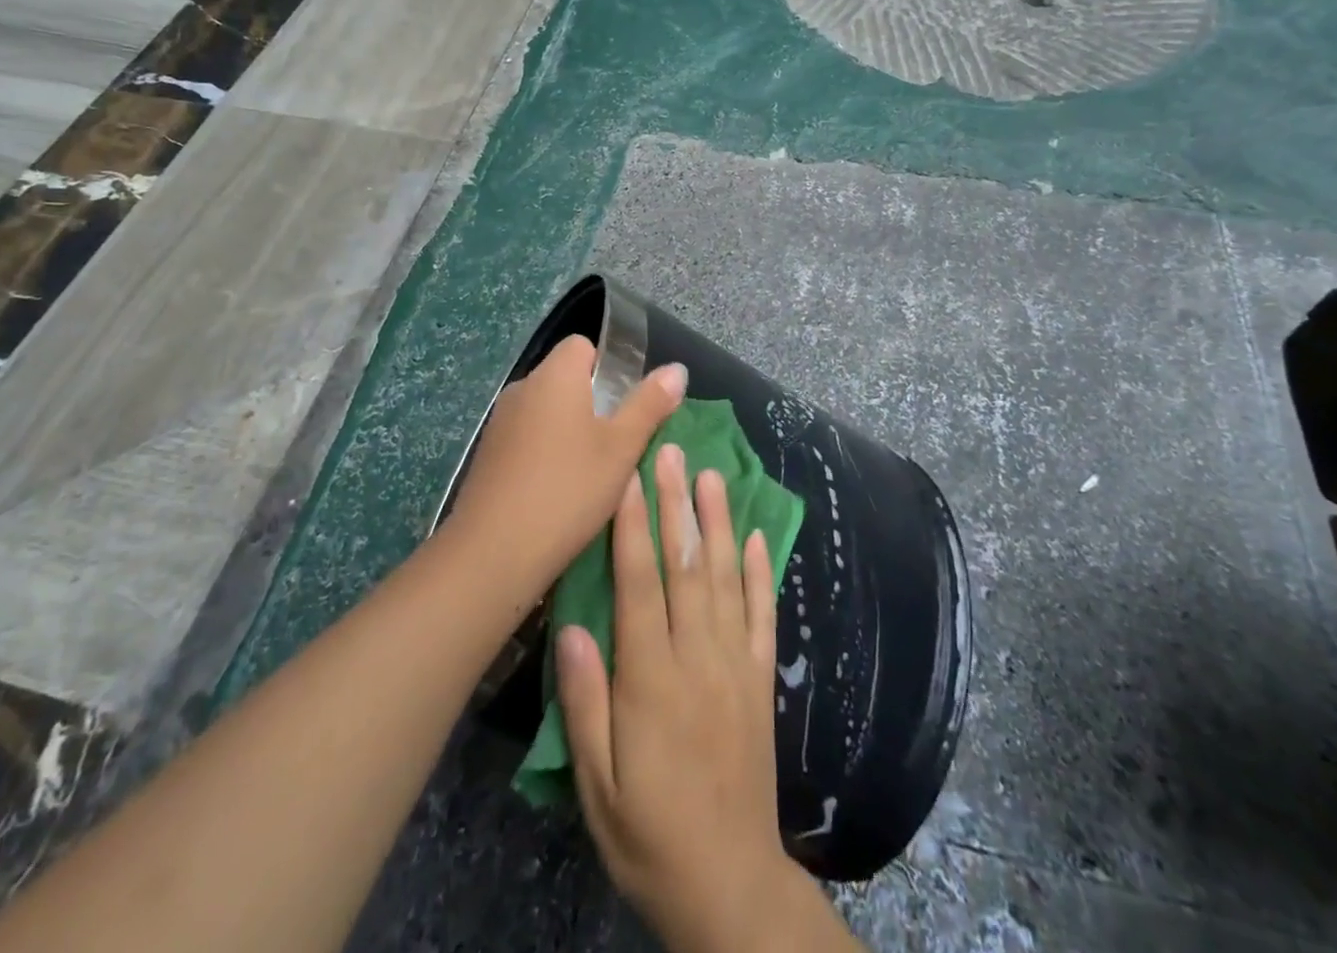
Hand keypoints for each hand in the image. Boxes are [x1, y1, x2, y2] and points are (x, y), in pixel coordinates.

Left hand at [445, 336, 685, 602]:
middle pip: (565, 378)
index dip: (609, 367)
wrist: (494, 551)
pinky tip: (558, 491)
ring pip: (546, 411)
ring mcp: (499, 422)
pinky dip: (545, 453)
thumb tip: (676, 368)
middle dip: (593, 403)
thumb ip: (650, 404)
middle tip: (617, 444)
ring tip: (591, 472)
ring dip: (569, 431)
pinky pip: (526, 438)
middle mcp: (522, 388)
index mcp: (554, 375)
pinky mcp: (487, 455)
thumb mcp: (622, 448)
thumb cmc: (568, 489)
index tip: (624, 405)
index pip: (583, 345)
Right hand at [557, 445, 804, 952]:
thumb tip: (572, 626)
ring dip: (719, 523)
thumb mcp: (597, 786)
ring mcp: (737, 666)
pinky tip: (759, 537)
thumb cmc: (650, 834)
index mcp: (652, 681)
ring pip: (728, 579)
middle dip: (676, 505)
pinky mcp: (762, 681)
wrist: (730, 884)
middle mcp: (699, 659)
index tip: (628, 478)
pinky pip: (764, 617)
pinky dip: (763, 573)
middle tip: (670, 452)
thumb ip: (584, 704)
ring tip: (712, 475)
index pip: (640, 586)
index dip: (632, 528)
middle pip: (687, 567)